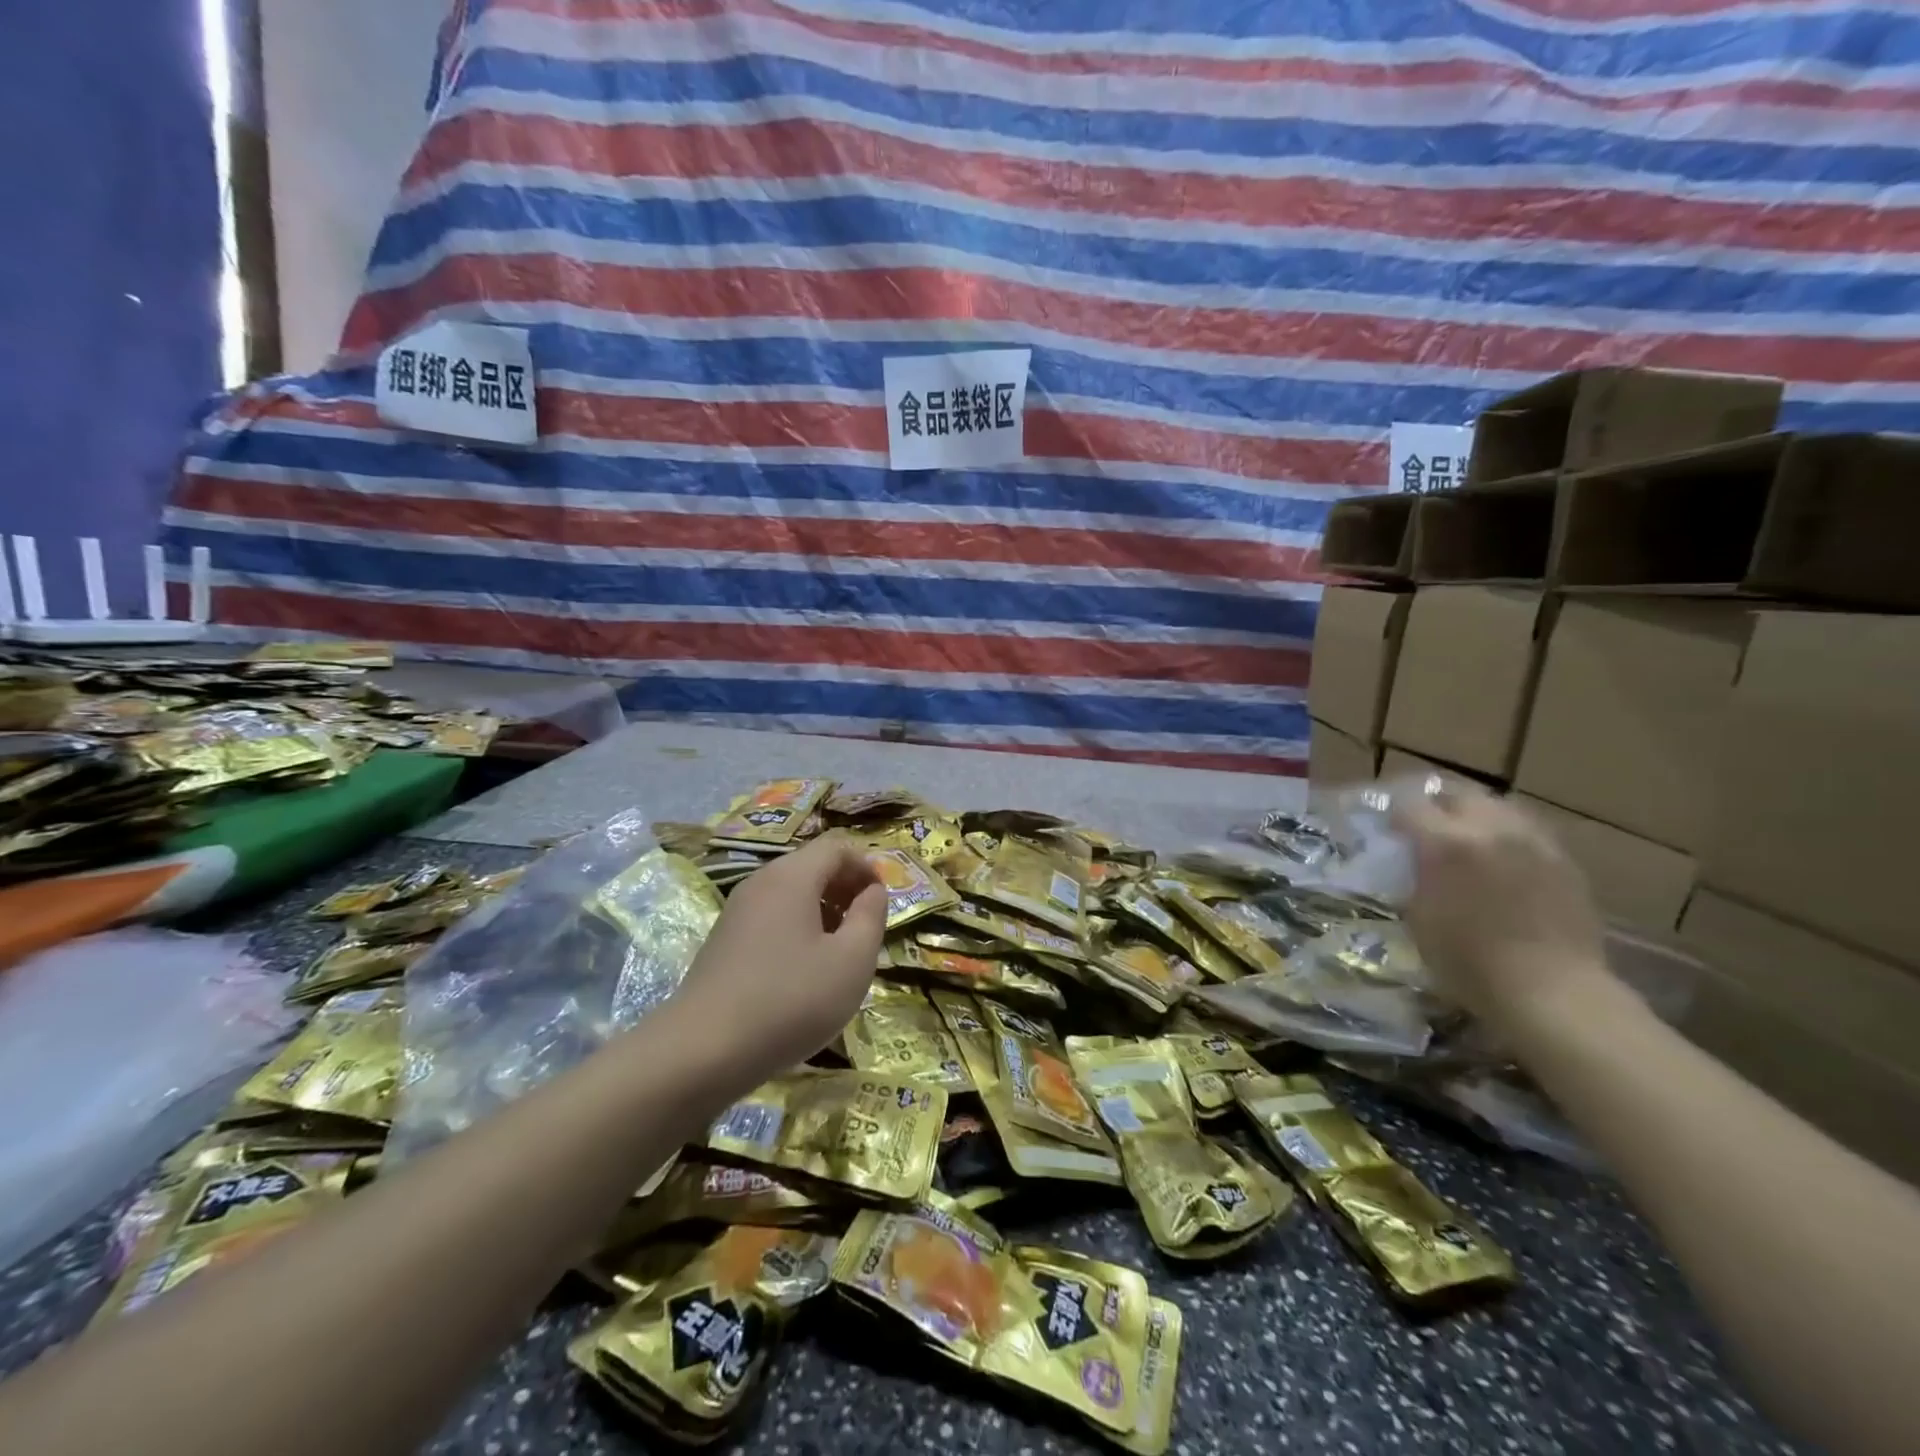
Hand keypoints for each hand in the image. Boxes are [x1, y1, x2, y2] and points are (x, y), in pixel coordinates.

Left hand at [671, 834, 884, 1084]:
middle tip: (866, 926)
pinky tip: (804, 971)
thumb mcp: (851, 961)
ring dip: (823, 911)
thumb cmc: (790, 1000)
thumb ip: (871, 916)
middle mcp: (761, 882)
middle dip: (845, 888)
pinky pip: (771, 917)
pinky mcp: (724, 940)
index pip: (837, 847)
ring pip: (791, 893)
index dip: (866, 867)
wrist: (702, 1051)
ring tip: (840, 952)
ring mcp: (737, 911)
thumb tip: (873, 891)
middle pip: (811, 866)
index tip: (883, 901)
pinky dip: (797, 929)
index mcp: (792, 876)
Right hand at [1390, 783, 1609, 1034]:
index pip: (1410, 806)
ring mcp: (1533, 842)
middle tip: (1427, 829)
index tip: (1390, 831)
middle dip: (1438, 807)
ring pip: (1498, 807)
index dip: (1395, 816)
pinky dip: (1508, 838)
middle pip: (1458, 794)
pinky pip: (1528, 832)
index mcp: (1446, 843)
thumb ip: (1415, 877)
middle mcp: (1491, 829)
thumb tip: (1413, 862)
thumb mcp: (1418, 918)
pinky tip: (1504, 863)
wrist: (1551, 991)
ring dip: (1477, 817)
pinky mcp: (1564, 861)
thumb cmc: (1468, 962)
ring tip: (1469, 841)